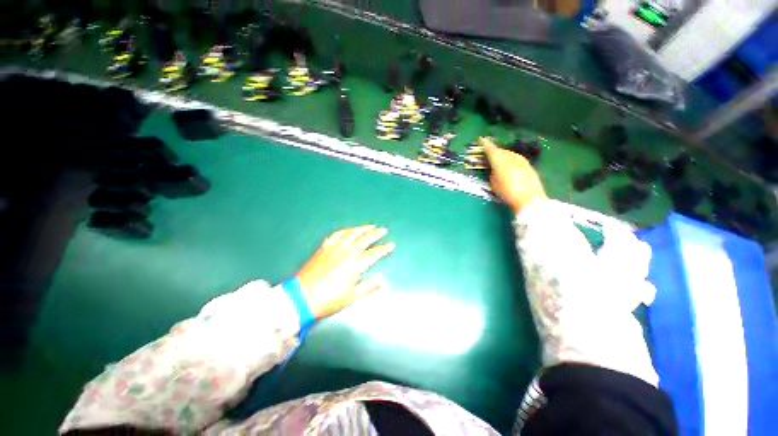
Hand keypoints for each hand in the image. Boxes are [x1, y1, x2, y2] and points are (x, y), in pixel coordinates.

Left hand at [297, 225, 394, 318]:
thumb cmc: (329, 299)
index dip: (384, 249)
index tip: (391, 245)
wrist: (302, 297)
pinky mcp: (324, 247)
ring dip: (362, 228)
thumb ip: (369, 287)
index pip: (374, 253)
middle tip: (383, 230)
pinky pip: (336, 235)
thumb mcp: (352, 296)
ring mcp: (335, 247)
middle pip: (365, 239)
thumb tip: (384, 281)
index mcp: (356, 263)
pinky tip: (347, 231)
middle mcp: (347, 251)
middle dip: (375, 234)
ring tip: (369, 226)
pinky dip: (344, 231)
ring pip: (351, 233)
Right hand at [480, 137, 547, 213]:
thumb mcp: (494, 185)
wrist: (530, 199)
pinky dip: (511, 160)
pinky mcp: (528, 166)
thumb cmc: (507, 192)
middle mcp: (511, 157)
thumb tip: (494, 171)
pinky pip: (516, 159)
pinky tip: (509, 166)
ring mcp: (521, 160)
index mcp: (499, 160)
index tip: (480, 139)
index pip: (490, 149)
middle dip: (494, 151)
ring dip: (503, 156)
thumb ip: (492, 174)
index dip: (485, 144)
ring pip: (510, 154)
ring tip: (498, 160)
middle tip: (488, 154)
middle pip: (501, 151)